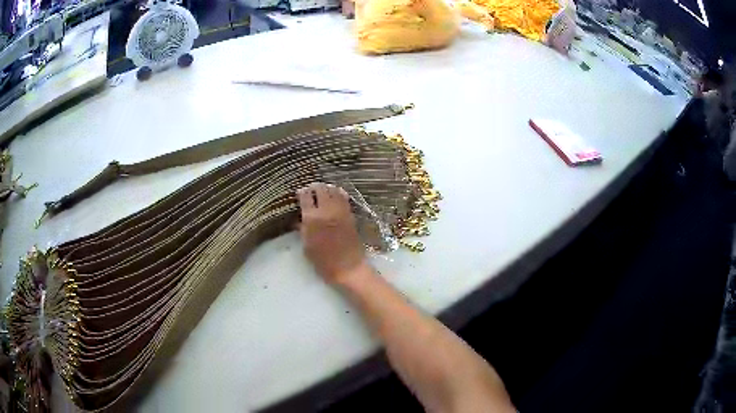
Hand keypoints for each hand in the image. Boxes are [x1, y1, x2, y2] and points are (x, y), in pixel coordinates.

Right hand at [297, 182, 368, 283]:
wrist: (348, 267)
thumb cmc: (323, 261)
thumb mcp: (307, 246)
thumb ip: (303, 229)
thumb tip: (299, 219)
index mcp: (312, 218)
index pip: (305, 196)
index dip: (302, 192)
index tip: (300, 192)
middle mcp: (326, 210)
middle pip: (320, 189)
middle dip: (314, 187)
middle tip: (311, 189)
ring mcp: (340, 210)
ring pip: (333, 190)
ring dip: (327, 188)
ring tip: (323, 190)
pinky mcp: (350, 214)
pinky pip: (344, 197)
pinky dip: (339, 193)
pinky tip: (335, 194)